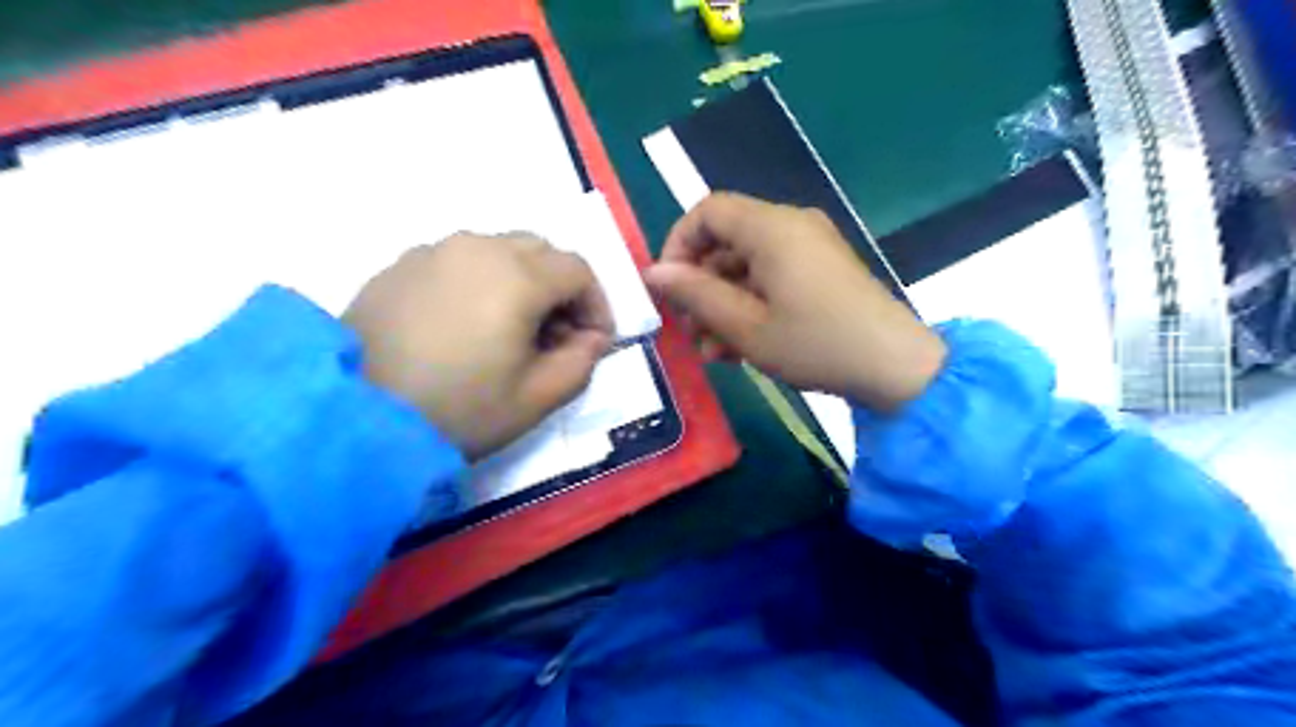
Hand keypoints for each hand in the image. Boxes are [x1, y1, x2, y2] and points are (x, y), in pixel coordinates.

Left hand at [341, 232, 611, 460]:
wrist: (356, 418)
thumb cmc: (460, 410)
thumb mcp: (538, 398)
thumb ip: (582, 362)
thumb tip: (591, 338)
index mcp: (517, 276)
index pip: (578, 270)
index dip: (597, 304)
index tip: (593, 342)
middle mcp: (477, 247)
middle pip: (541, 250)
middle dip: (561, 288)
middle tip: (555, 335)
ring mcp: (433, 251)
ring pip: (498, 250)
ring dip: (521, 281)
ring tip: (510, 329)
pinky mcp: (399, 266)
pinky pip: (458, 260)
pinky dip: (480, 282)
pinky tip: (465, 324)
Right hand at [646, 191, 942, 415]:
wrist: (895, 368)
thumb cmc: (815, 344)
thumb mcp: (745, 326)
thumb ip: (695, 295)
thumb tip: (653, 272)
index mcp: (772, 228)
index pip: (708, 211)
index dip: (679, 245)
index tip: (669, 288)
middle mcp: (791, 226)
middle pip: (727, 241)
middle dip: (701, 286)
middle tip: (689, 332)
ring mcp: (810, 248)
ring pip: (747, 265)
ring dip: (723, 304)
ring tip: (712, 351)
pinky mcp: (822, 270)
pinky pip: (773, 277)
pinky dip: (751, 305)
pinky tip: (739, 347)